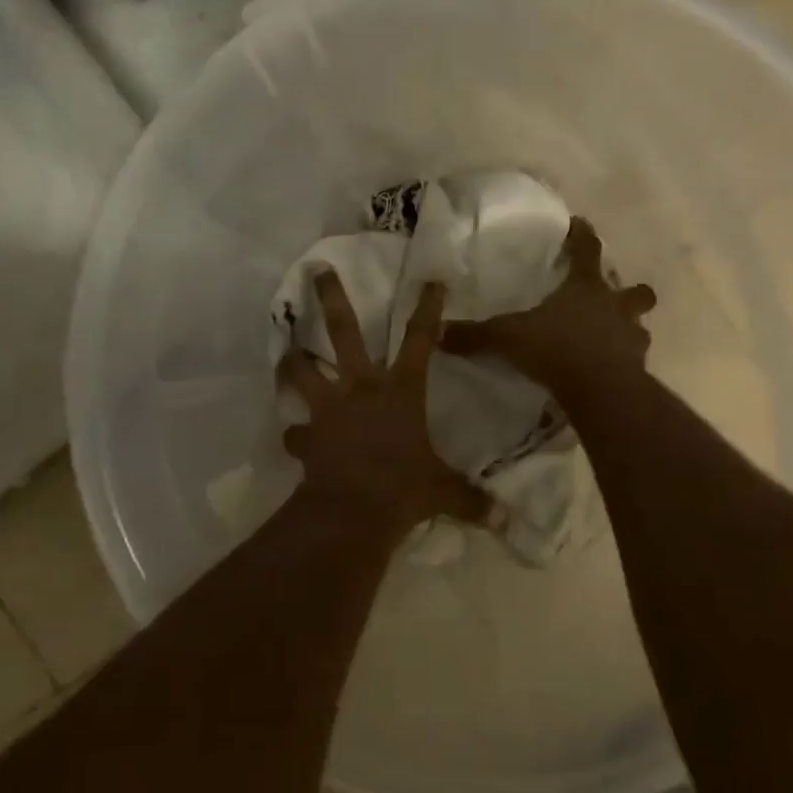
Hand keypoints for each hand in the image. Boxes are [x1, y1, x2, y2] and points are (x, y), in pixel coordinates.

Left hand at [277, 271, 494, 533]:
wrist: (351, 513)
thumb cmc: (403, 489)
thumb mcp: (443, 492)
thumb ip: (471, 499)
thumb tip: (507, 522)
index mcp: (400, 391)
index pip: (421, 341)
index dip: (428, 309)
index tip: (431, 280)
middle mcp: (361, 388)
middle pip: (343, 332)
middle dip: (331, 298)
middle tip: (316, 270)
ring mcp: (329, 409)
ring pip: (302, 371)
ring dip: (292, 361)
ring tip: (285, 350)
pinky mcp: (307, 435)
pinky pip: (295, 432)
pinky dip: (295, 434)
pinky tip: (294, 438)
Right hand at [441, 217, 655, 396]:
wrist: (600, 390)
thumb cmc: (557, 349)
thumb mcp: (508, 337)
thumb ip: (476, 335)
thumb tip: (437, 331)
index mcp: (586, 288)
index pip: (588, 250)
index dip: (583, 235)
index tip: (580, 224)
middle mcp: (615, 307)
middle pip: (636, 291)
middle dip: (630, 292)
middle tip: (614, 298)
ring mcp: (631, 338)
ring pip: (639, 327)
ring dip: (628, 329)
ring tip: (612, 339)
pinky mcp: (637, 368)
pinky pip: (634, 360)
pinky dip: (624, 362)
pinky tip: (610, 370)